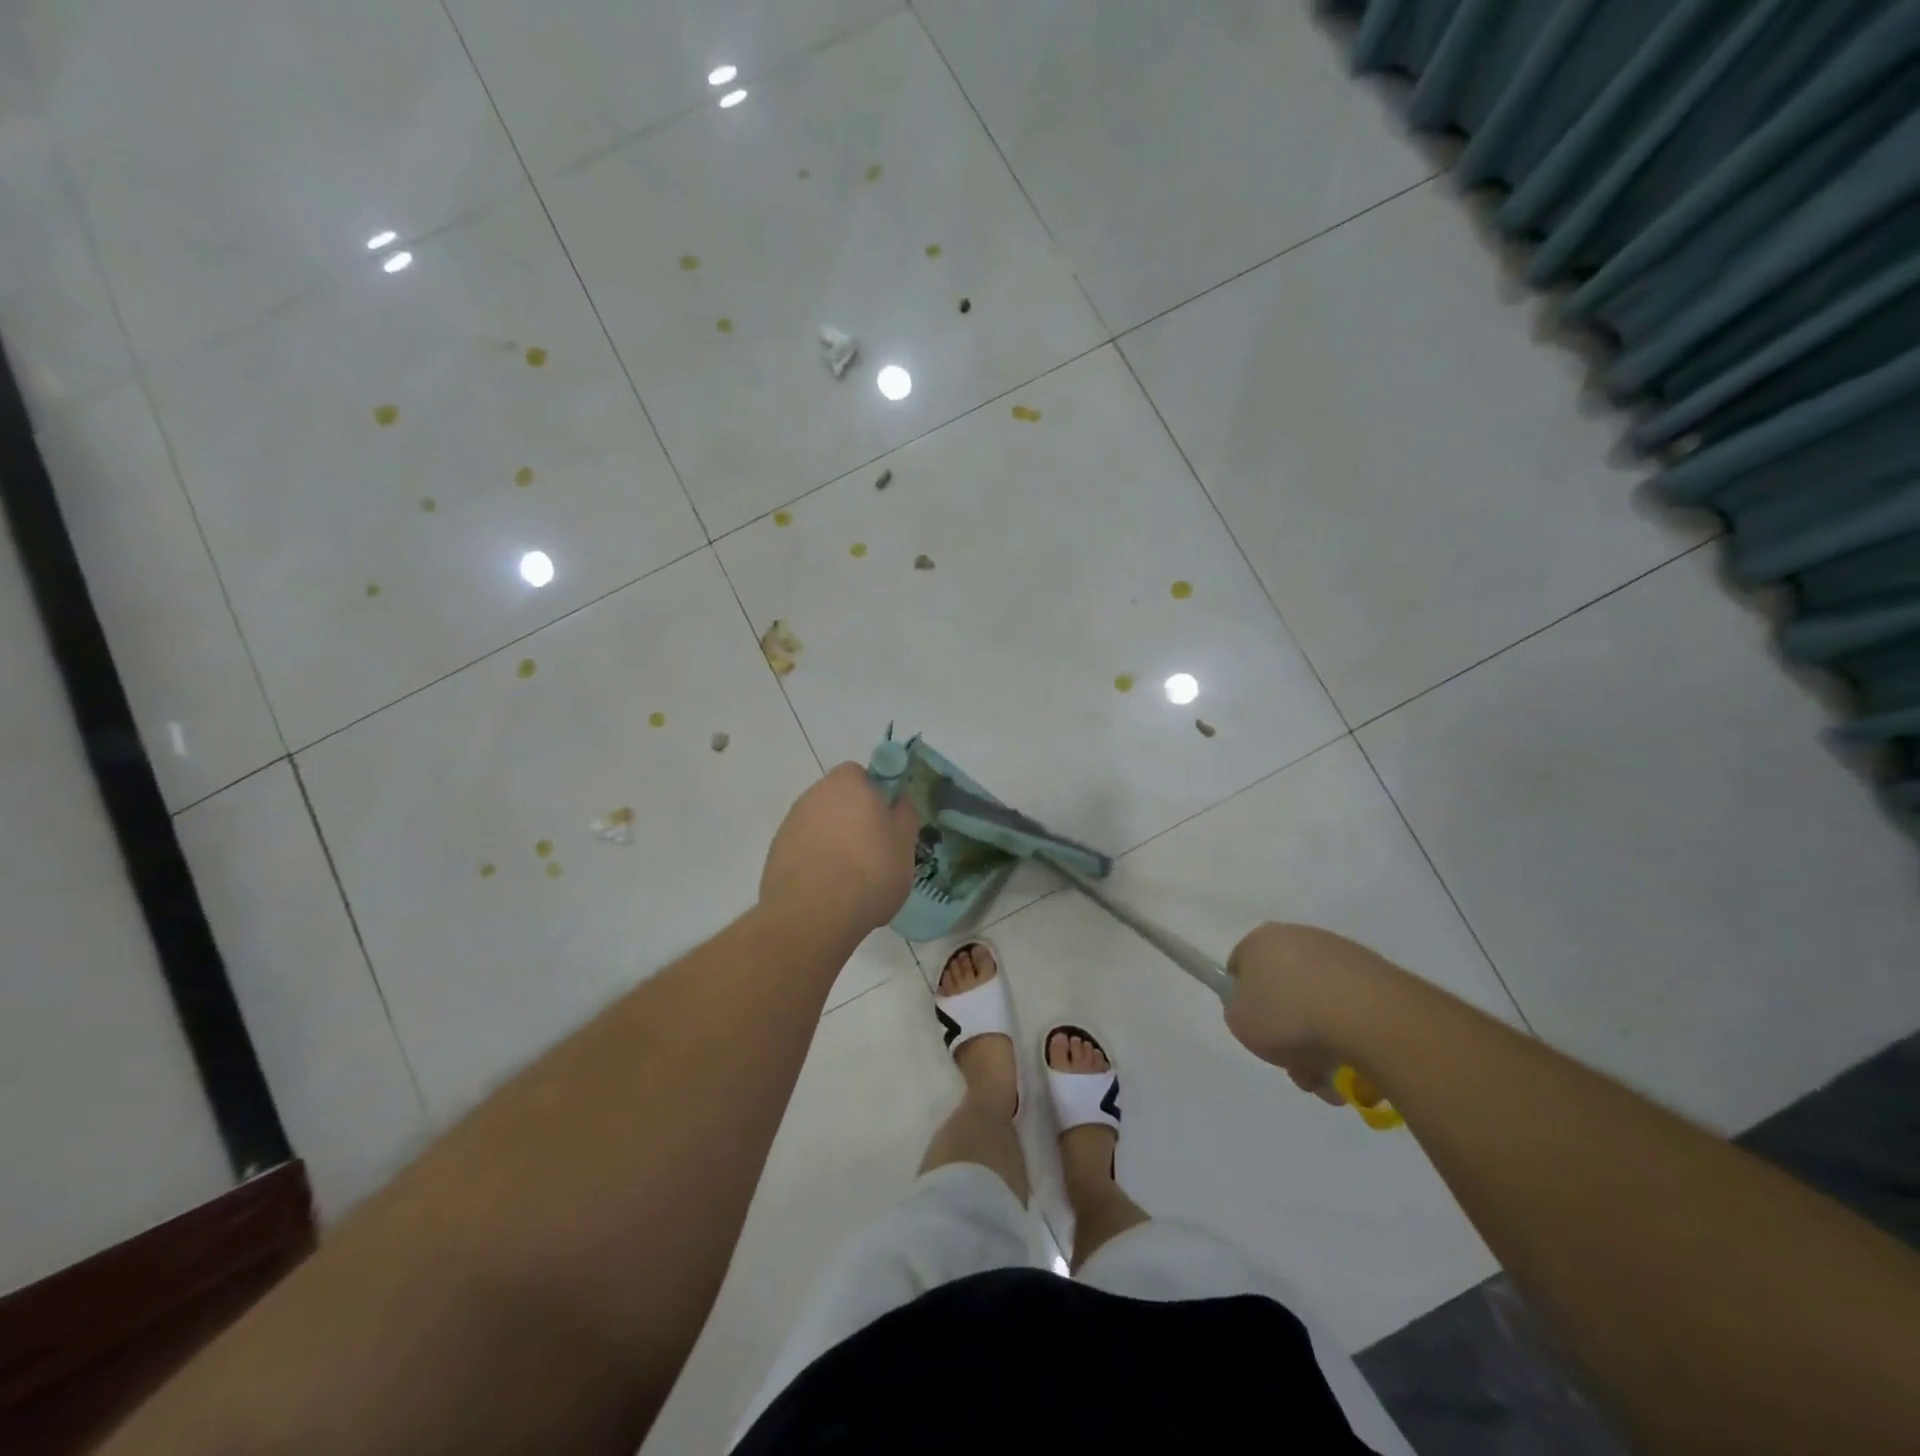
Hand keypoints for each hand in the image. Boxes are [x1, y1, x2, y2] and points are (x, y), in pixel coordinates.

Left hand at [760, 762, 921, 934]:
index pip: (861, 774)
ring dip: (834, 842)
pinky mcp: (775, 853)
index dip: (876, 794)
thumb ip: (904, 814)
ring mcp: (790, 823)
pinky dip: (816, 862)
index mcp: (847, 783)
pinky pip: (804, 850)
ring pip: (820, 825)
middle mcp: (814, 795)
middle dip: (854, 819)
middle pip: (839, 800)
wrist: (813, 915)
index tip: (887, 822)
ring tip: (852, 878)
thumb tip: (898, 800)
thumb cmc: (870, 871)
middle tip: (874, 851)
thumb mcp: (905, 843)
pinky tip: (829, 890)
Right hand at [1224, 923, 1388, 1105]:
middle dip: (1288, 1030)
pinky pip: (1352, 1009)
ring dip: (1321, 1040)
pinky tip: (1356, 1064)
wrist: (1368, 1018)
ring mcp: (1341, 954)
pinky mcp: (1377, 974)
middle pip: (1284, 989)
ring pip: (1319, 1004)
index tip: (1258, 1031)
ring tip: (1331, 1077)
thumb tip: (1258, 1011)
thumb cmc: (1290, 1016)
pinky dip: (1350, 1035)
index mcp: (1261, 940)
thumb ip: (1239, 1012)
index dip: (1244, 1002)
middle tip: (1297, 1065)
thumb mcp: (1240, 1023)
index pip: (1241, 967)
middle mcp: (1299, 937)